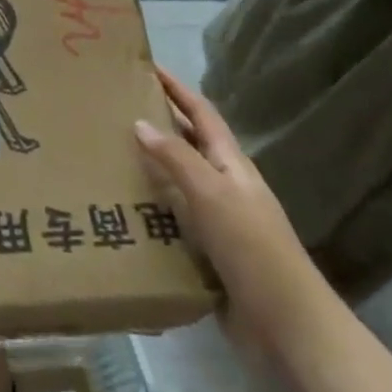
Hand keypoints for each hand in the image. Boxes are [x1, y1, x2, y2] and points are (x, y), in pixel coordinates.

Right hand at [133, 66, 337, 362]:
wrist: (286, 324)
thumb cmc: (253, 249)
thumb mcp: (213, 195)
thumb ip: (177, 159)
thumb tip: (140, 122)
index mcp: (232, 166)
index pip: (202, 115)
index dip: (177, 89)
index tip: (146, 67)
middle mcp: (224, 186)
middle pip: (189, 144)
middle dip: (158, 122)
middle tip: (114, 108)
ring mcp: (216, 220)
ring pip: (176, 181)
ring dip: (147, 165)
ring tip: (106, 153)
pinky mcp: (205, 251)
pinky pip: (169, 217)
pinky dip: (147, 206)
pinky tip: (119, 208)